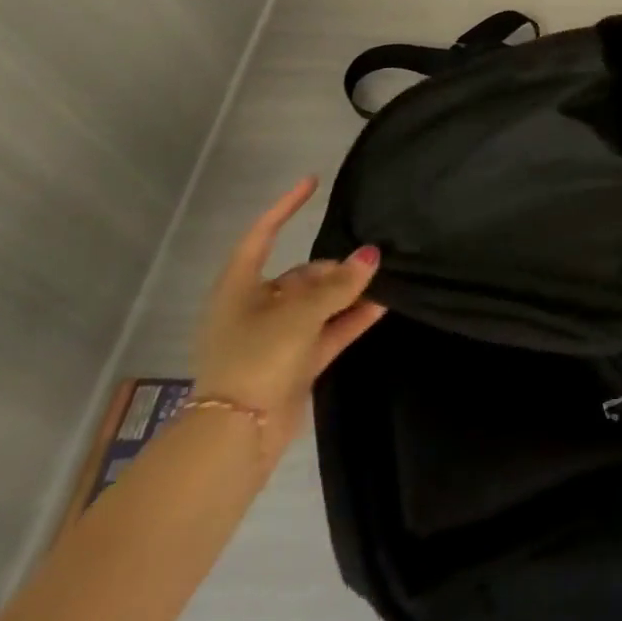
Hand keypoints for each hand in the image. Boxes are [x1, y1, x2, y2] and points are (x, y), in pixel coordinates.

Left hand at [193, 175, 385, 457]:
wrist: (237, 437)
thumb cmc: (256, 358)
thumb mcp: (300, 314)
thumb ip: (339, 284)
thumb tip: (372, 255)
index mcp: (239, 288)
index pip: (262, 235)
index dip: (286, 207)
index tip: (313, 183)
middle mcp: (255, 308)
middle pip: (300, 275)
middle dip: (333, 267)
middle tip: (368, 261)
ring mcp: (275, 337)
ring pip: (317, 304)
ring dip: (347, 292)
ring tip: (384, 277)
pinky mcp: (294, 362)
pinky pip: (328, 330)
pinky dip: (351, 318)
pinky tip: (382, 304)